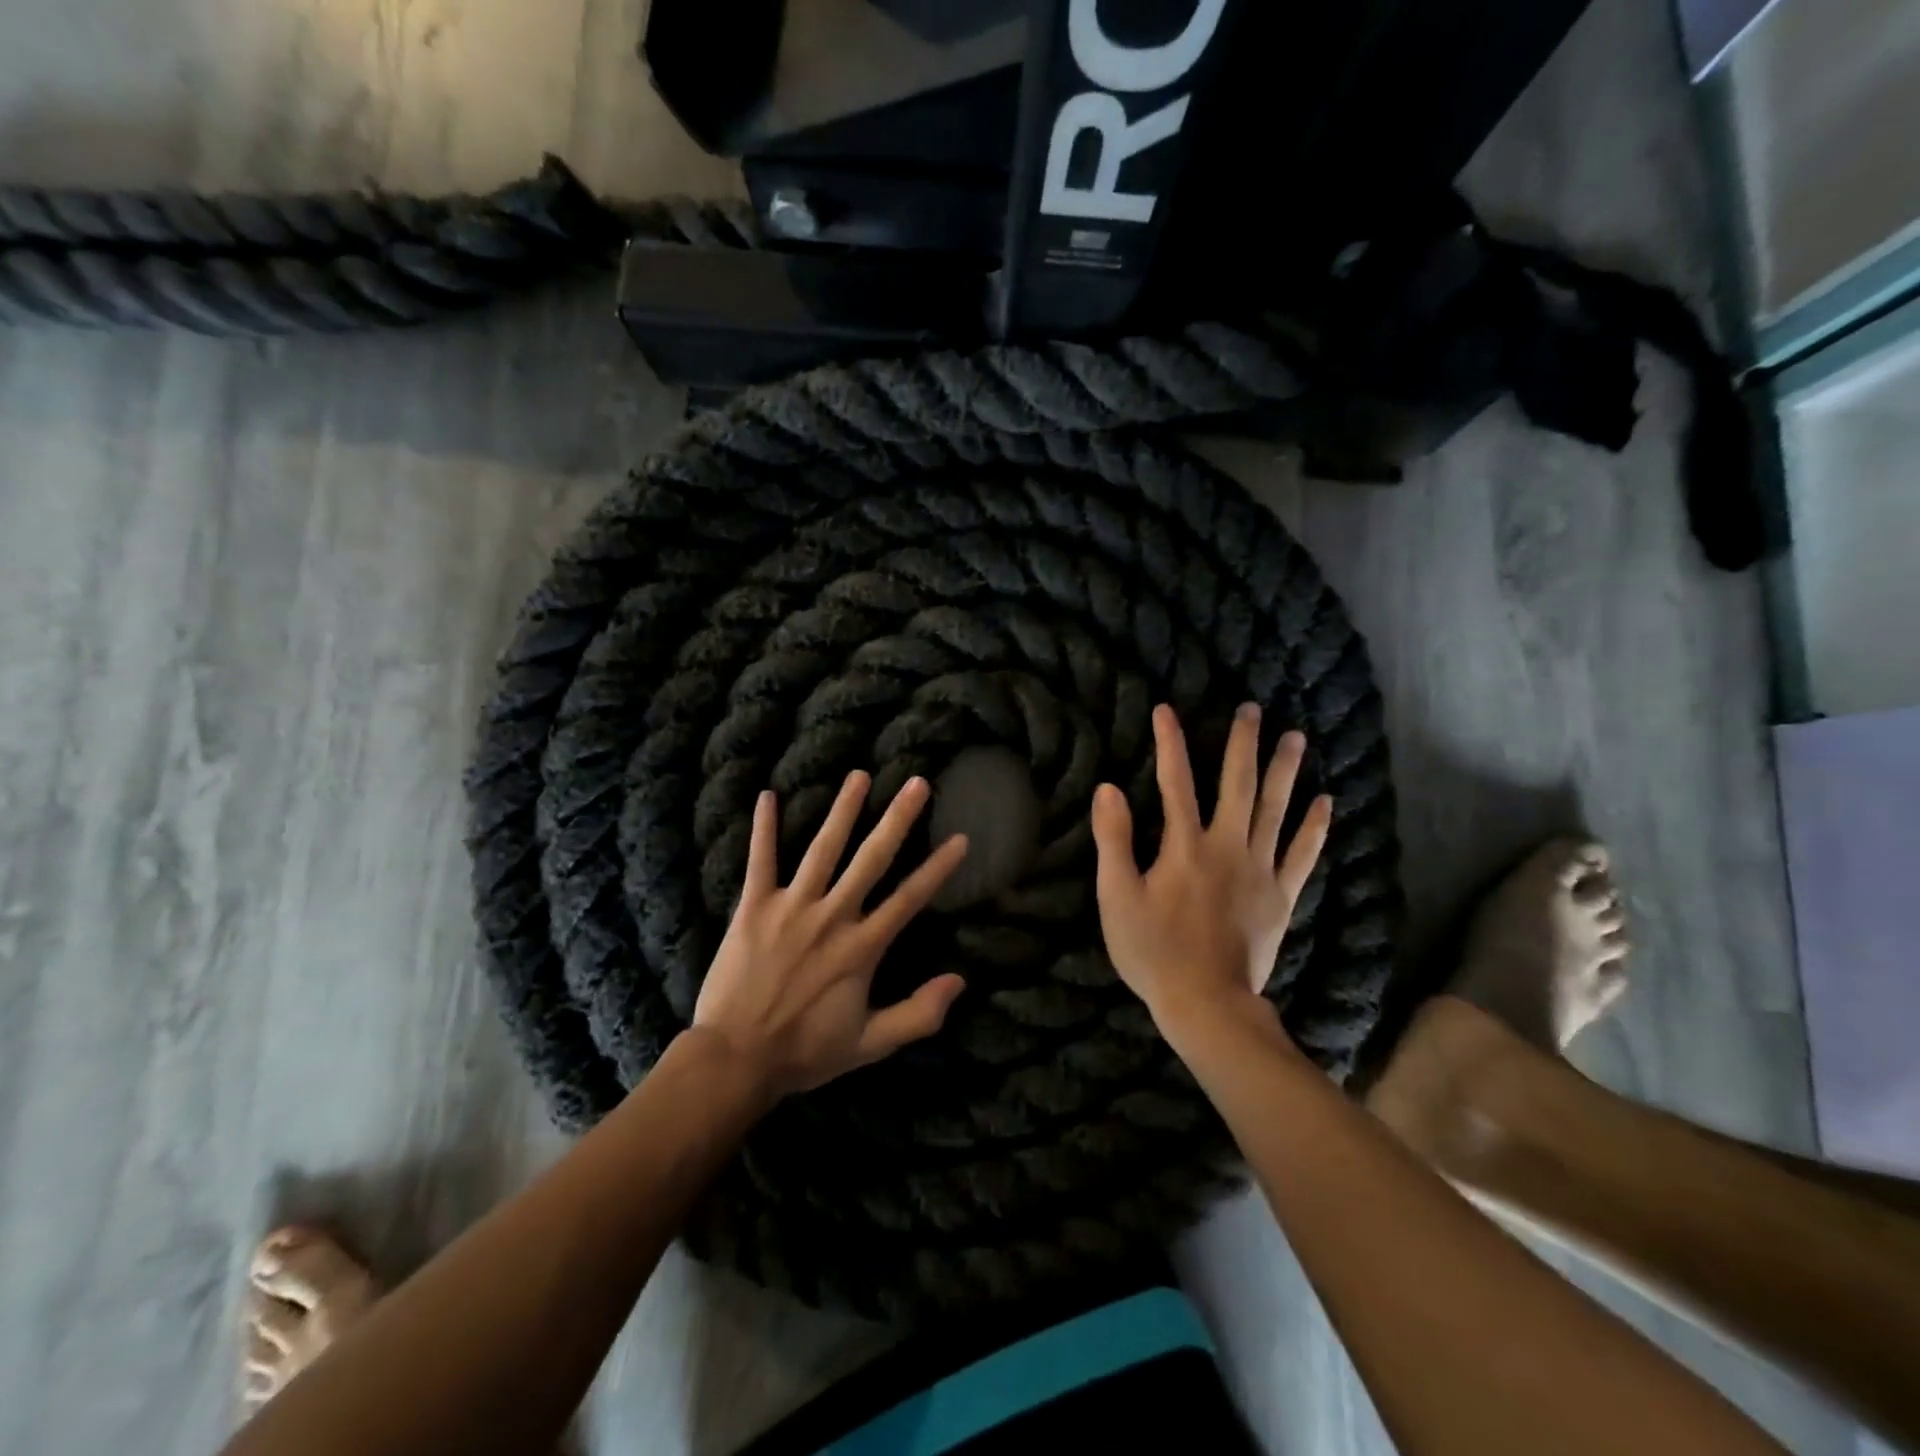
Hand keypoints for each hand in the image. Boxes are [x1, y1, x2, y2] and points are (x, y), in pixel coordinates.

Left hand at [692, 771, 969, 1100]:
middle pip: (871, 859)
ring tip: (858, 775)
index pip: (909, 899)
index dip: (937, 868)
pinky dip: (763, 828)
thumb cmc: (806, 1051)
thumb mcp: (870, 1044)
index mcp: (862, 947)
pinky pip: (760, 861)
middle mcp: (831, 917)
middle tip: (917, 783)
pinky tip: (767, 795)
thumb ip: (918, 1015)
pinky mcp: (753, 908)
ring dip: (842, 810)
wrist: (736, 1059)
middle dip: (897, 818)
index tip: (960, 838)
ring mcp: (791, 908)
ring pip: (822, 849)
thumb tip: (961, 982)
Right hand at [1091, 703, 1330, 1040]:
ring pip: (1275, 810)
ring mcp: (1259, 871)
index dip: (1170, 743)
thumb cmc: (1153, 951)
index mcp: (1184, 846)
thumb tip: (1109, 788)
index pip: (1175, 782)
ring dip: (1284, 771)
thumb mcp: (1117, 897)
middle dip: (1242, 744)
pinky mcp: (1280, 897)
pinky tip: (1326, 802)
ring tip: (1295, 738)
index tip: (1166, 710)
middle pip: (1237, 785)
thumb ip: (1113, 841)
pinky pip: (1302, 855)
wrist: (1207, 1003)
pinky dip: (1315, 827)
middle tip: (1252, 709)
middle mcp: (1226, 847)